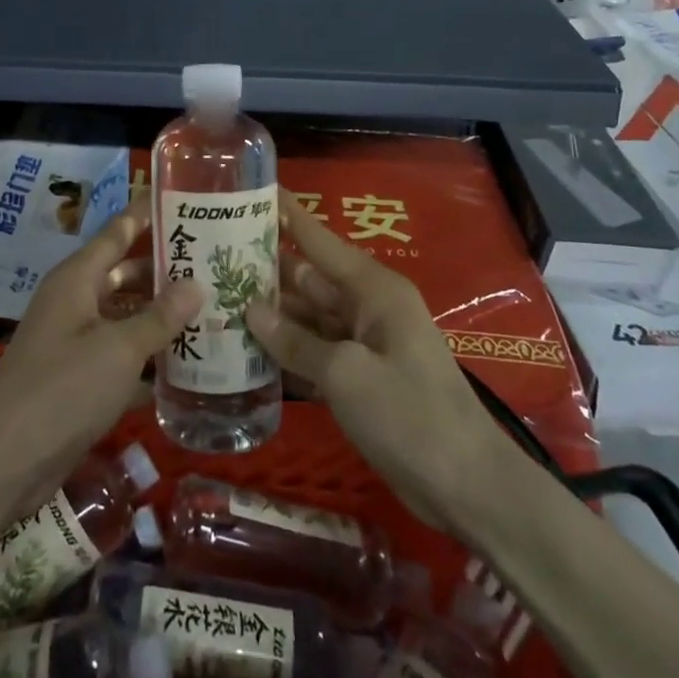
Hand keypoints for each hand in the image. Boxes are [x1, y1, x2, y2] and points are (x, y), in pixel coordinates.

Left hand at [0, 200, 202, 510]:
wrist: (3, 464)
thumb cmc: (61, 390)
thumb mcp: (119, 349)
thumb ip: (159, 317)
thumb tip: (198, 284)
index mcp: (77, 278)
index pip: (118, 230)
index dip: (148, 212)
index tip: (187, 198)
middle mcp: (75, 301)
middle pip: (125, 274)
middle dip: (166, 270)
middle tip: (216, 264)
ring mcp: (75, 340)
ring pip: (126, 315)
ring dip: (162, 315)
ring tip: (214, 309)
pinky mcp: (79, 378)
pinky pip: (122, 354)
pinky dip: (149, 356)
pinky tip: (189, 364)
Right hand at [246, 189, 499, 537]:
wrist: (468, 487)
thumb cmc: (409, 415)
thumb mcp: (346, 375)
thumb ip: (295, 341)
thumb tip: (250, 310)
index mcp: (372, 289)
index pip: (318, 239)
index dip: (287, 214)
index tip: (251, 190)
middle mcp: (367, 307)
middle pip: (308, 278)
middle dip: (264, 269)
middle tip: (210, 258)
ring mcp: (363, 343)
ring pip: (307, 317)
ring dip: (269, 315)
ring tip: (216, 302)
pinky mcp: (359, 377)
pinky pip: (315, 351)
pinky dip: (286, 350)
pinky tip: (245, 350)